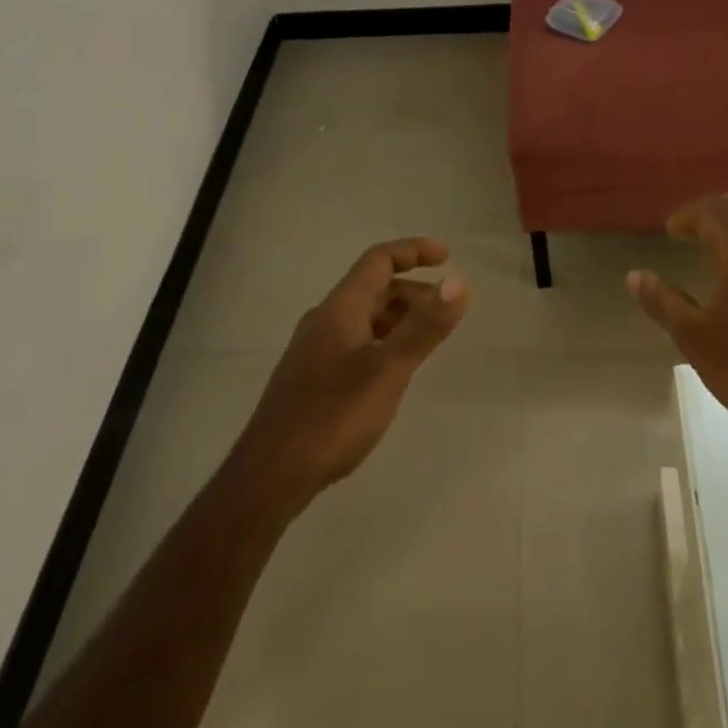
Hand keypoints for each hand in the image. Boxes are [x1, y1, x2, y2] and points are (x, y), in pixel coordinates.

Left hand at [232, 238, 468, 512]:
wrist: (269, 476)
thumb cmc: (332, 417)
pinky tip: (395, 370)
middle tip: (447, 311)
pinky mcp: (312, 378)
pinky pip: (356, 341)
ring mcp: (315, 350)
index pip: (378, 260)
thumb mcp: (387, 371)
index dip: (413, 251)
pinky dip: (384, 341)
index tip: (447, 256)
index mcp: (340, 308)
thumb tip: (458, 282)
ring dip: (399, 317)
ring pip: (365, 317)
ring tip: (429, 340)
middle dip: (414, 291)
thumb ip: (423, 327)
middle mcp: (325, 320)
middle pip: (373, 288)